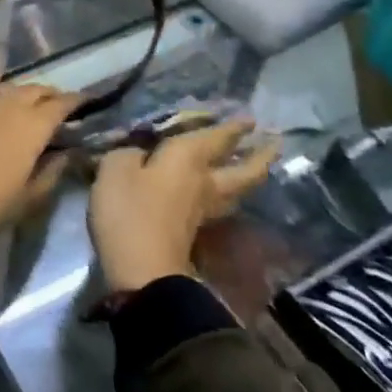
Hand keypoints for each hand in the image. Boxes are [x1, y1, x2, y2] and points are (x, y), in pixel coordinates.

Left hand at [0, 83, 79, 227]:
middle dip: (49, 94)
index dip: (75, 101)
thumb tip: (68, 154)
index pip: (61, 104)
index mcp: (34, 125)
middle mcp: (10, 105)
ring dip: (21, 92)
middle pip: (35, 89)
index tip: (85, 101)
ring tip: (25, 101)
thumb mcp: (30, 197)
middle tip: (56, 103)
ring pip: (8, 87)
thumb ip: (53, 172)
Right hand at [87, 118, 277, 294]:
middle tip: (275, 143)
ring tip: (254, 167)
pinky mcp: (192, 233)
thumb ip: (129, 154)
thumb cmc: (130, 211)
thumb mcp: (116, 169)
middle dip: (259, 156)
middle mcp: (204, 183)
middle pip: (243, 170)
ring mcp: (201, 212)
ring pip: (234, 191)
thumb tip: (139, 155)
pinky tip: (216, 192)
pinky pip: (216, 205)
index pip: (217, 138)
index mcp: (188, 159)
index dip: (233, 128)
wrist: (142, 272)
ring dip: (247, 177)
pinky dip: (223, 195)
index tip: (251, 119)